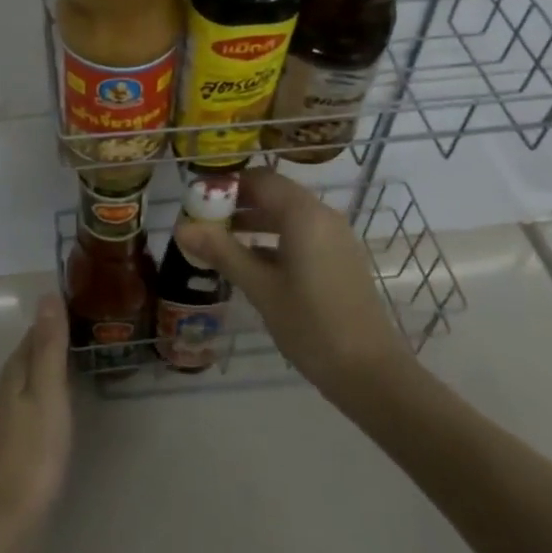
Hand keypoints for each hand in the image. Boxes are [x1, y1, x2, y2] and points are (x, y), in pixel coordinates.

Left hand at [0, 294, 72, 542]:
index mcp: (12, 375)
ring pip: (25, 384)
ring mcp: (0, 424)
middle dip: (51, 344)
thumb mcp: (48, 394)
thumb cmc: (32, 456)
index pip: (33, 335)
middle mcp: (1, 393)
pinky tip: (56, 413)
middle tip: (88, 335)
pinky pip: (26, 409)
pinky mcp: (5, 451)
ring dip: (47, 372)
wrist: (0, 528)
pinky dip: (43, 399)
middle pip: (27, 358)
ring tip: (78, 368)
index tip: (82, 310)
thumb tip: (47, 295)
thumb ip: (48, 347)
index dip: (54, 321)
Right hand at [173, 169, 417, 405]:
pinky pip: (302, 233)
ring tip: (220, 241)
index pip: (259, 179)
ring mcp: (335, 237)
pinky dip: (275, 238)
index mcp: (303, 214)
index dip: (226, 184)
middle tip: (203, 220)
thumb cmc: (311, 325)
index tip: (197, 199)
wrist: (371, 373)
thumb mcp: (260, 288)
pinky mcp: (340, 258)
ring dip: (255, 221)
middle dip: (238, 203)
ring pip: (288, 214)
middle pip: (274, 193)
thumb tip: (181, 228)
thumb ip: (222, 252)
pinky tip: (252, 263)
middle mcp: (323, 215)